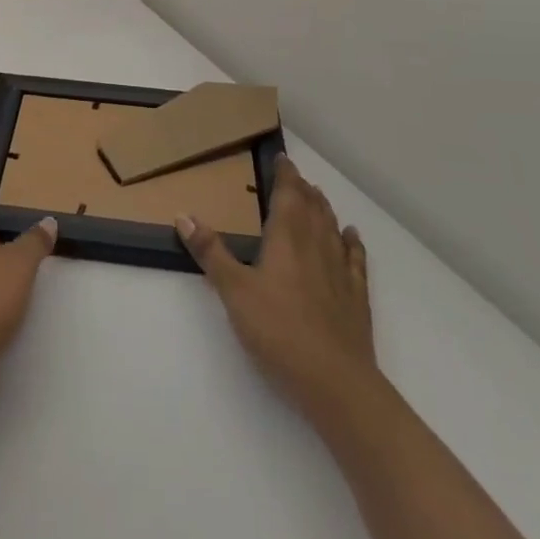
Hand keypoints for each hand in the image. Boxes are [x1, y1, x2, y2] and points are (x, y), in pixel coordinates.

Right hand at [176, 156, 379, 422]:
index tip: (282, 158)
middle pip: (313, 207)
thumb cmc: (278, 330)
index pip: (288, 194)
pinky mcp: (356, 297)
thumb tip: (183, 215)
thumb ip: (211, 252)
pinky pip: (355, 258)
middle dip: (303, 188)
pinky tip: (351, 235)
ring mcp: (340, 270)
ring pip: (333, 227)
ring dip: (324, 208)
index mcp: (287, 237)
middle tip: (295, 176)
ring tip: (317, 197)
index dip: (285, 174)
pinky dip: (351, 242)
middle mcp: (316, 245)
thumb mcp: (234, 291)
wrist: (335, 381)